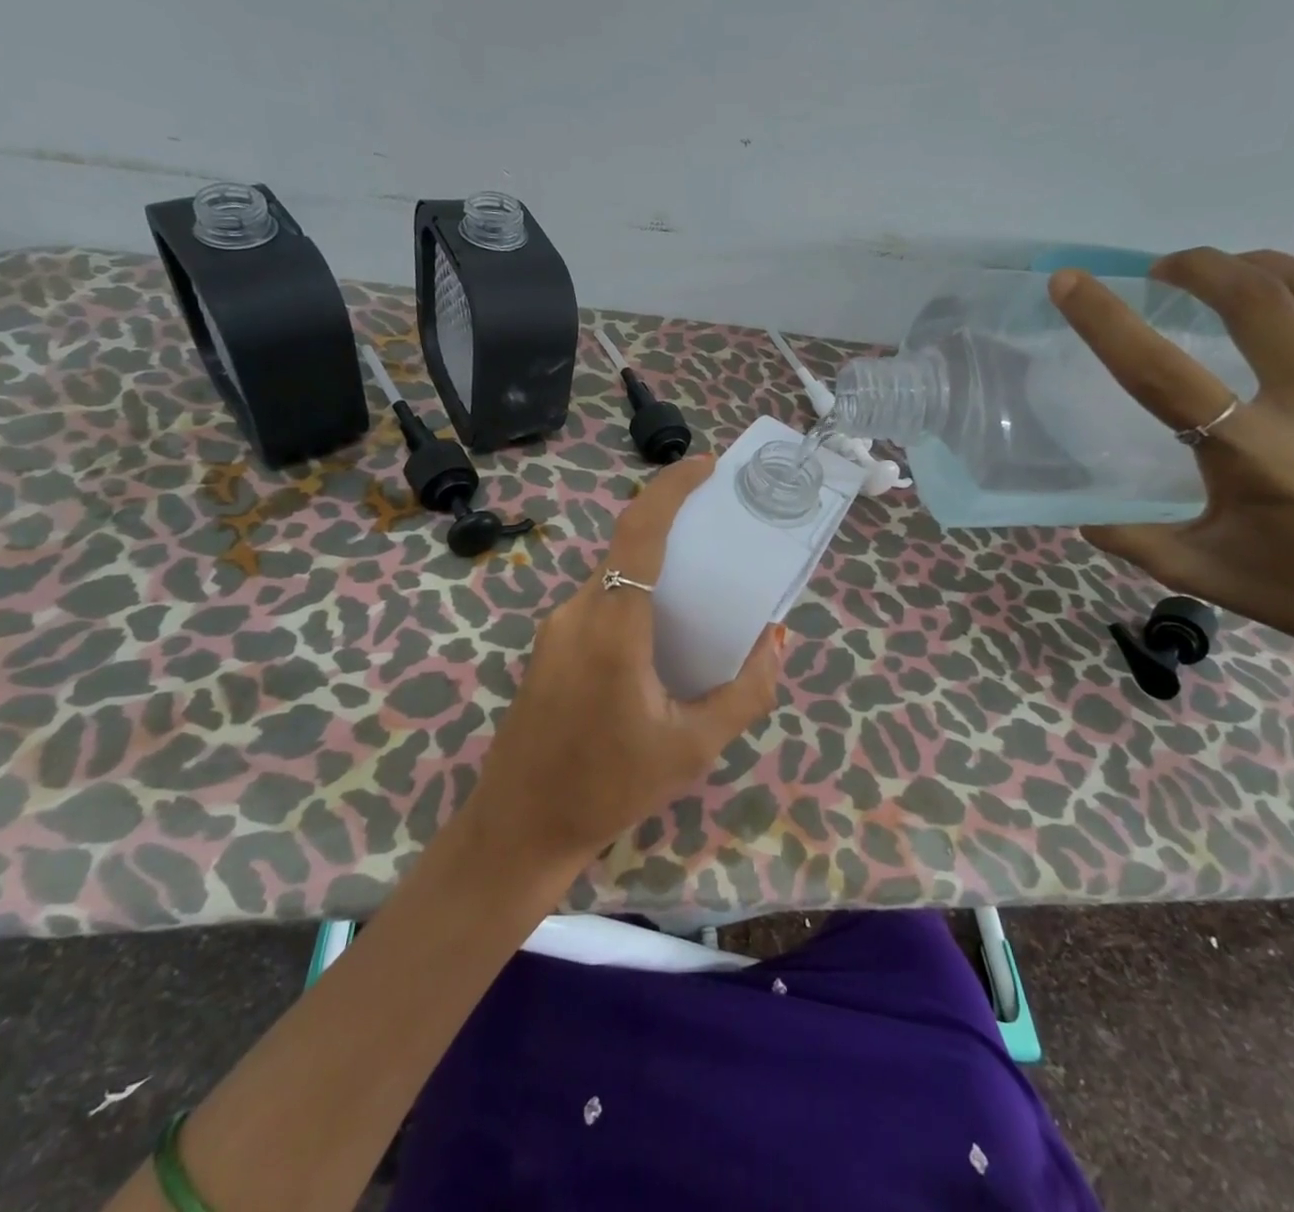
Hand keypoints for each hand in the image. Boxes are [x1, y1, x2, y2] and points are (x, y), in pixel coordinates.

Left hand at [466, 454, 785, 864]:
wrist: (519, 829)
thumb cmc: (608, 788)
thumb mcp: (694, 748)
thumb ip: (745, 691)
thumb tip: (775, 640)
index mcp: (612, 626)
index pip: (640, 532)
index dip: (671, 488)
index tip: (705, 465)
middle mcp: (578, 613)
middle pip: (628, 549)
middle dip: (673, 528)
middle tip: (721, 533)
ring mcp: (556, 630)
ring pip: (612, 578)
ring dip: (654, 569)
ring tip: (700, 590)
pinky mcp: (548, 649)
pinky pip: (598, 604)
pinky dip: (634, 598)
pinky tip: (661, 636)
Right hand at [1050, 249, 1293, 689]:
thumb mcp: (1201, 572)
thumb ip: (1131, 539)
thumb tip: (1079, 515)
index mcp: (1253, 457)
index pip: (1161, 373)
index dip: (1106, 321)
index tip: (1071, 282)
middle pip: (1255, 303)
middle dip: (1200, 268)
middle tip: (1165, 269)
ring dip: (1265, 266)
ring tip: (1231, 271)